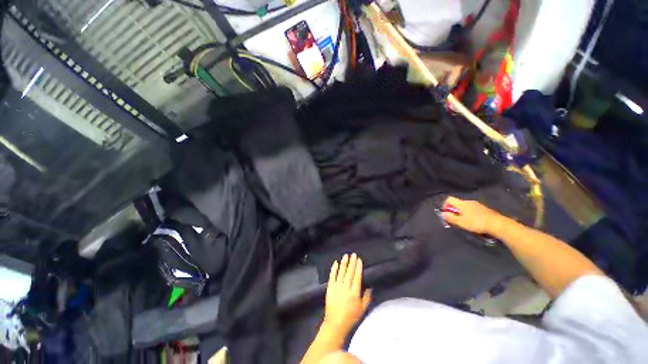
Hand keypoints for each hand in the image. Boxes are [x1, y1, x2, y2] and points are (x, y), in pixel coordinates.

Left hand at [324, 254, 371, 333]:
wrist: (336, 323)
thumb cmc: (351, 317)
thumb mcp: (362, 309)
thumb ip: (367, 297)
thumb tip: (370, 286)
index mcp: (354, 292)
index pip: (357, 276)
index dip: (358, 267)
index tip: (359, 259)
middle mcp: (346, 287)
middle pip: (350, 272)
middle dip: (352, 262)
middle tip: (353, 254)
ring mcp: (337, 287)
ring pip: (341, 272)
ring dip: (344, 263)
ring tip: (346, 256)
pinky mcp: (330, 288)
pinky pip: (332, 276)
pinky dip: (334, 269)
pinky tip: (336, 263)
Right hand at [441, 196, 499, 233]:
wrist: (497, 224)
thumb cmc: (476, 223)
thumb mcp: (461, 222)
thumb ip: (450, 217)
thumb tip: (442, 214)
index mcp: (462, 203)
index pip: (449, 199)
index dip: (445, 205)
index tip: (446, 213)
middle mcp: (469, 202)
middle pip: (457, 203)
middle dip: (454, 210)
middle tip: (454, 219)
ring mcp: (477, 205)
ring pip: (465, 206)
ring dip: (462, 212)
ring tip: (464, 221)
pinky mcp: (484, 209)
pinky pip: (473, 209)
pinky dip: (470, 214)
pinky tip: (473, 221)